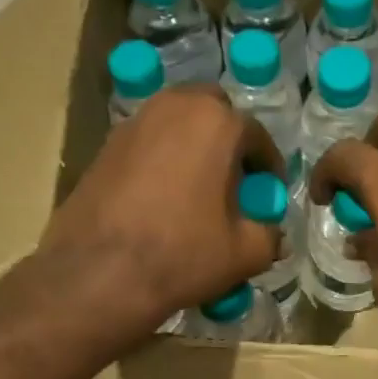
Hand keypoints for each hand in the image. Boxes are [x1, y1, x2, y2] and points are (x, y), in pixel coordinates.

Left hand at [44, 86, 284, 333]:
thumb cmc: (184, 254)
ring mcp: (134, 122)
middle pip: (213, 113)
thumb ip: (270, 236)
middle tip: (234, 181)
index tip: (269, 193)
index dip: (269, 167)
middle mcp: (174, 106)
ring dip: (195, 147)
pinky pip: (149, 143)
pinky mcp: (106, 145)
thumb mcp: (246, 253)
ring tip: (199, 191)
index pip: (257, 136)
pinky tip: (165, 201)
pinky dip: (164, 160)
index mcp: (217, 123)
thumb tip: (275, 235)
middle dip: (229, 141)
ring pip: (177, 123)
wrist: (101, 272)